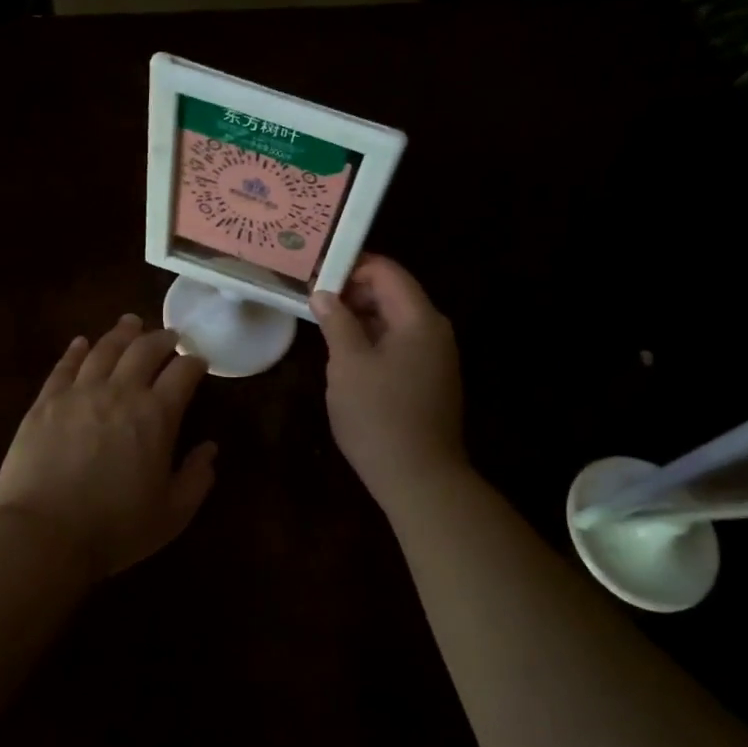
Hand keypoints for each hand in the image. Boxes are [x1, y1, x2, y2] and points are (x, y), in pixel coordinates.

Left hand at [0, 315, 216, 581]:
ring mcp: (79, 392)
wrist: (42, 535)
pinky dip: (77, 350)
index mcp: (157, 415)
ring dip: (122, 333)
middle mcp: (120, 391)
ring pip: (104, 348)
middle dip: (162, 338)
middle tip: (169, 336)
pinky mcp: (46, 401)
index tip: (199, 362)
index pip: (183, 372)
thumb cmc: (114, 529)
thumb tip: (210, 449)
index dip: (194, 362)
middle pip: (144, 349)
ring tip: (131, 324)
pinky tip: (82, 343)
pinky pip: (65, 365)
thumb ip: (196, 478)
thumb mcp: (172, 514)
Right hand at [311, 256, 467, 504]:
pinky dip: (371, 339)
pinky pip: (398, 344)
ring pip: (393, 321)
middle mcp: (434, 331)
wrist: (420, 479)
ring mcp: (434, 357)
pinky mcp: (428, 379)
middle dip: (353, 292)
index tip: (315, 275)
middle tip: (313, 299)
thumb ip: (336, 322)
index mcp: (419, 319)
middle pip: (392, 294)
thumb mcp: (348, 364)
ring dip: (359, 317)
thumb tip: (323, 293)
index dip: (351, 267)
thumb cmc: (379, 416)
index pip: (387, 272)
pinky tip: (344, 352)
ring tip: (322, 323)